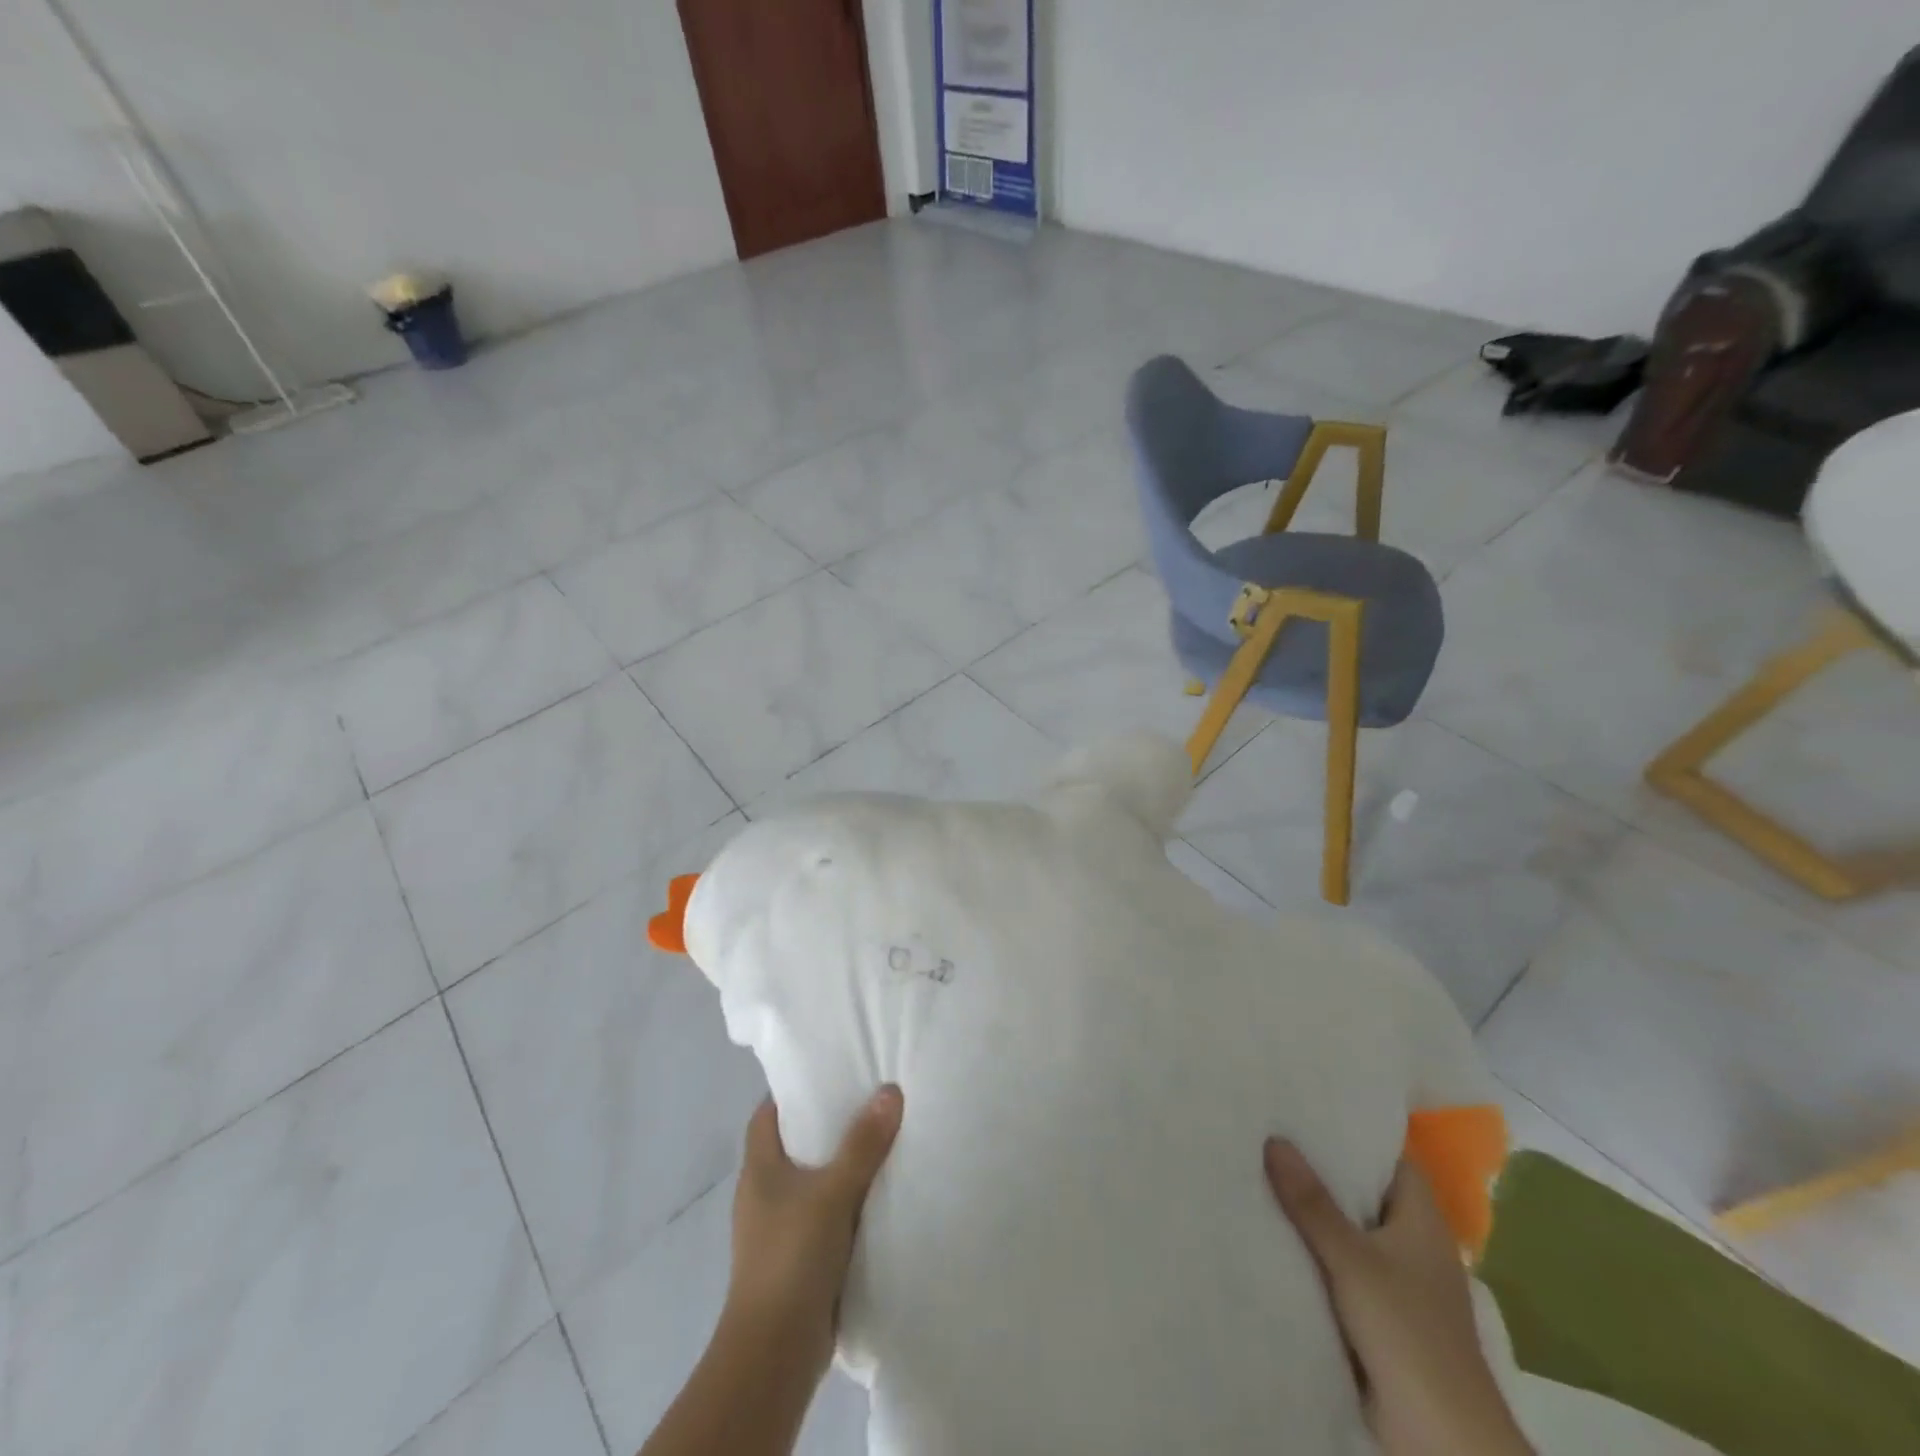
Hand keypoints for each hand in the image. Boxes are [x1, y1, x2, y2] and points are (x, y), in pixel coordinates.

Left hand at [722, 1086, 904, 1381]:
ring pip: (812, 1180)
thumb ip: (863, 1144)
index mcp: (759, 1168)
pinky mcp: (797, 1257)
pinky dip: (846, 1201)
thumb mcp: (833, 1192)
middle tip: (868, 1099)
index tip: (830, 1072)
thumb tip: (890, 1090)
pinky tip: (878, 1195)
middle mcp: (763, 1192)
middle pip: (794, 1143)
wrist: (775, 1352)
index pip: (768, 1113)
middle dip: (828, 1124)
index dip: (794, 1090)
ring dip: (840, 1165)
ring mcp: (779, 1227)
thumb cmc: (792, 1257)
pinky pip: (824, 1214)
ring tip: (882, 1140)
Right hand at [1264, 1139, 1531, 1455]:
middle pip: (1364, 1192)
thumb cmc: (1408, 1332)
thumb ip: (1312, 1203)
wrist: (1440, 1438)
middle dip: (1322, 1169)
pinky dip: (1314, 1251)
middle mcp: (1413, 1244)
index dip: (1354, 1134)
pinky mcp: (1379, 1315)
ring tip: (1260, 1171)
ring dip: (1314, 1213)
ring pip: (1350, 1231)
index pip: (1389, 1159)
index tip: (1308, 1108)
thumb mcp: (1352, 1259)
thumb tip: (1274, 1139)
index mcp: (1423, 1221)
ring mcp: (1398, 1282)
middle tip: (1270, 1131)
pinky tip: (1273, 1233)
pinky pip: (1341, 1267)